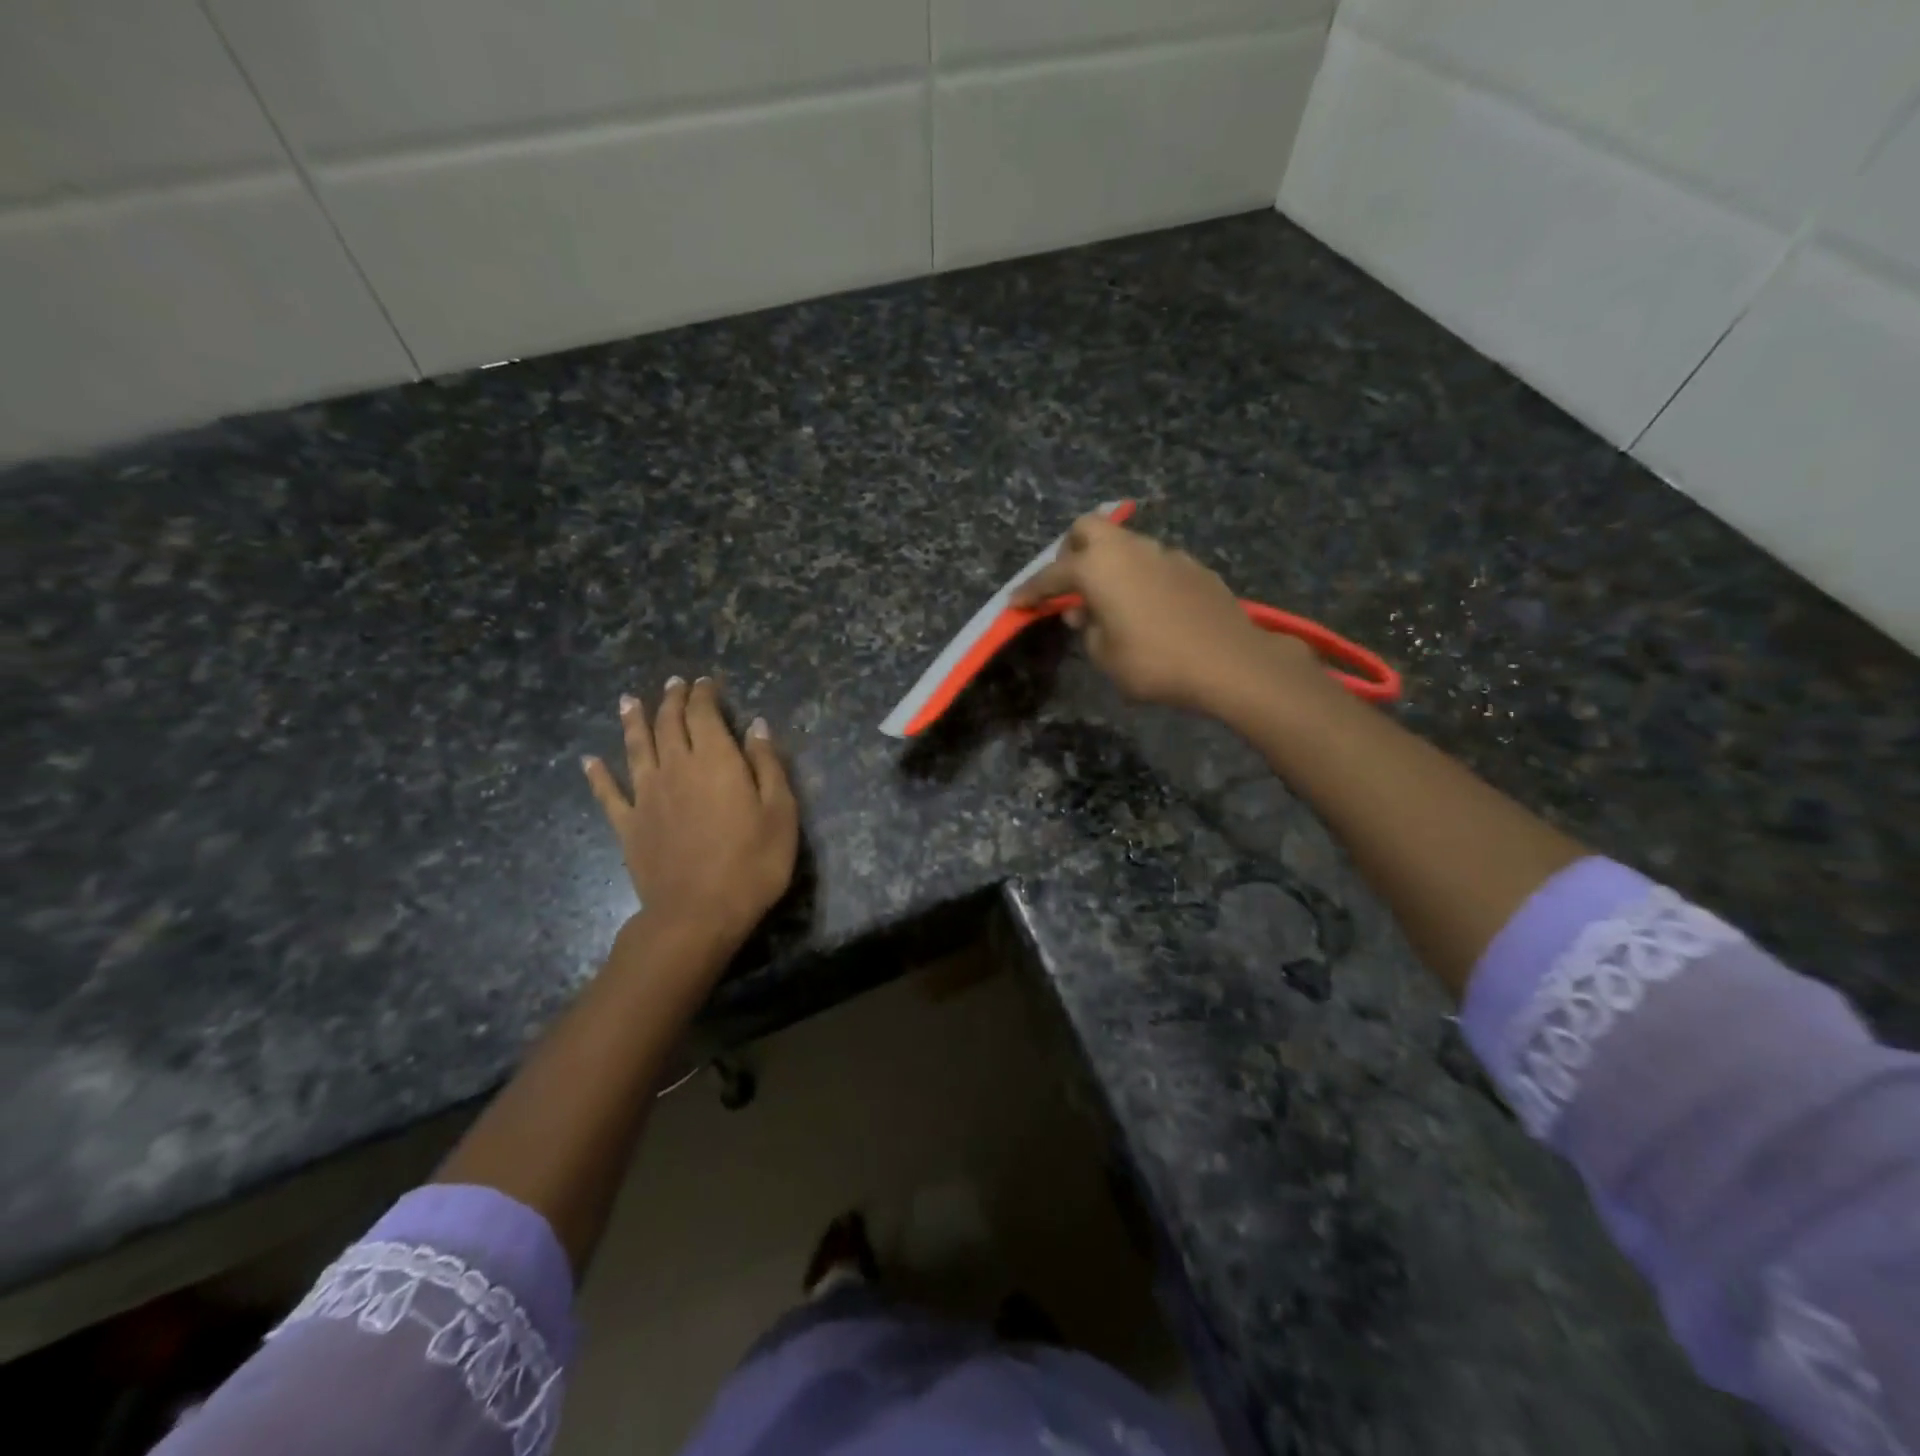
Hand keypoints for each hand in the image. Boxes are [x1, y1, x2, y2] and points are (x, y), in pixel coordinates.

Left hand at [582, 677, 797, 960]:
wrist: (698, 913)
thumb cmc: (752, 863)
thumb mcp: (780, 812)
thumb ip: (767, 764)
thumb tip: (755, 726)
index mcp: (715, 760)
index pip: (704, 714)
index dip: (704, 695)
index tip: (705, 683)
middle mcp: (676, 767)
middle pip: (669, 724)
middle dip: (672, 700)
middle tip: (673, 684)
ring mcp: (646, 796)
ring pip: (636, 748)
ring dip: (633, 722)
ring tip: (629, 701)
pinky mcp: (629, 825)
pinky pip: (609, 794)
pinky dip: (598, 775)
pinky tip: (589, 761)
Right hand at [1013, 515, 1322, 718]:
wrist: (1229, 662)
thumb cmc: (1154, 663)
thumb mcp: (1105, 656)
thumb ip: (1088, 628)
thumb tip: (1086, 610)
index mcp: (1098, 568)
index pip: (1052, 575)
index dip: (1031, 590)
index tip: (1017, 601)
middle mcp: (1129, 550)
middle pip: (1088, 529)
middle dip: (1071, 551)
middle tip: (1070, 585)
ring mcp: (1165, 553)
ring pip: (1125, 544)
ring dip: (1110, 564)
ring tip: (1112, 603)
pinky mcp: (1193, 566)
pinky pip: (1154, 562)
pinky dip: (1141, 577)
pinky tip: (1150, 608)